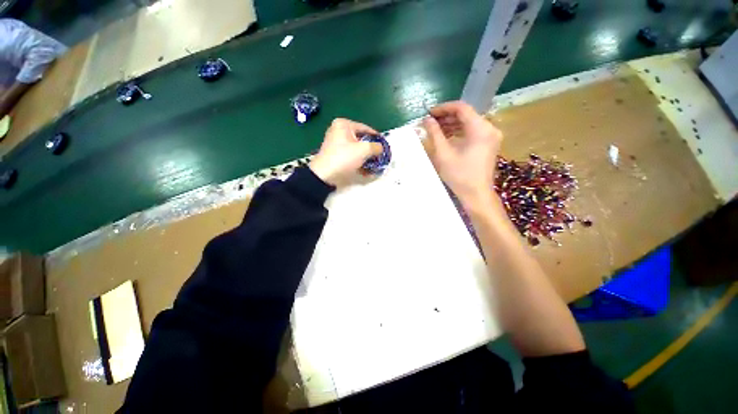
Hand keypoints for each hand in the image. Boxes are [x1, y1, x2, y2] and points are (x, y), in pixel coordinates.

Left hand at [309, 118, 383, 186]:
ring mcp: (336, 144)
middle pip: (361, 139)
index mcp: (343, 125)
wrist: (324, 175)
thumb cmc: (344, 158)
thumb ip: (376, 146)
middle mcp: (339, 131)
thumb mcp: (363, 150)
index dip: (377, 137)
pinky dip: (359, 162)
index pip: (366, 128)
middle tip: (380, 156)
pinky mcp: (336, 155)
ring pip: (356, 149)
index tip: (385, 146)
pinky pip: (351, 156)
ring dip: (366, 157)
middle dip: (371, 149)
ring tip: (375, 165)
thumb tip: (381, 148)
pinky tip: (367, 171)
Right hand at [424, 101, 502, 206]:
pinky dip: (459, 132)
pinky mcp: (489, 144)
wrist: (476, 194)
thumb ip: (434, 133)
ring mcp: (491, 136)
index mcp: (480, 128)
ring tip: (436, 129)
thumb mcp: (443, 153)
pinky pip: (473, 131)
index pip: (461, 108)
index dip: (443, 108)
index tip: (429, 113)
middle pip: (466, 114)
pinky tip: (447, 137)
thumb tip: (427, 120)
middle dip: (447, 117)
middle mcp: (489, 128)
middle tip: (430, 122)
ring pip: (469, 123)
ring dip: (452, 124)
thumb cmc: (459, 175)